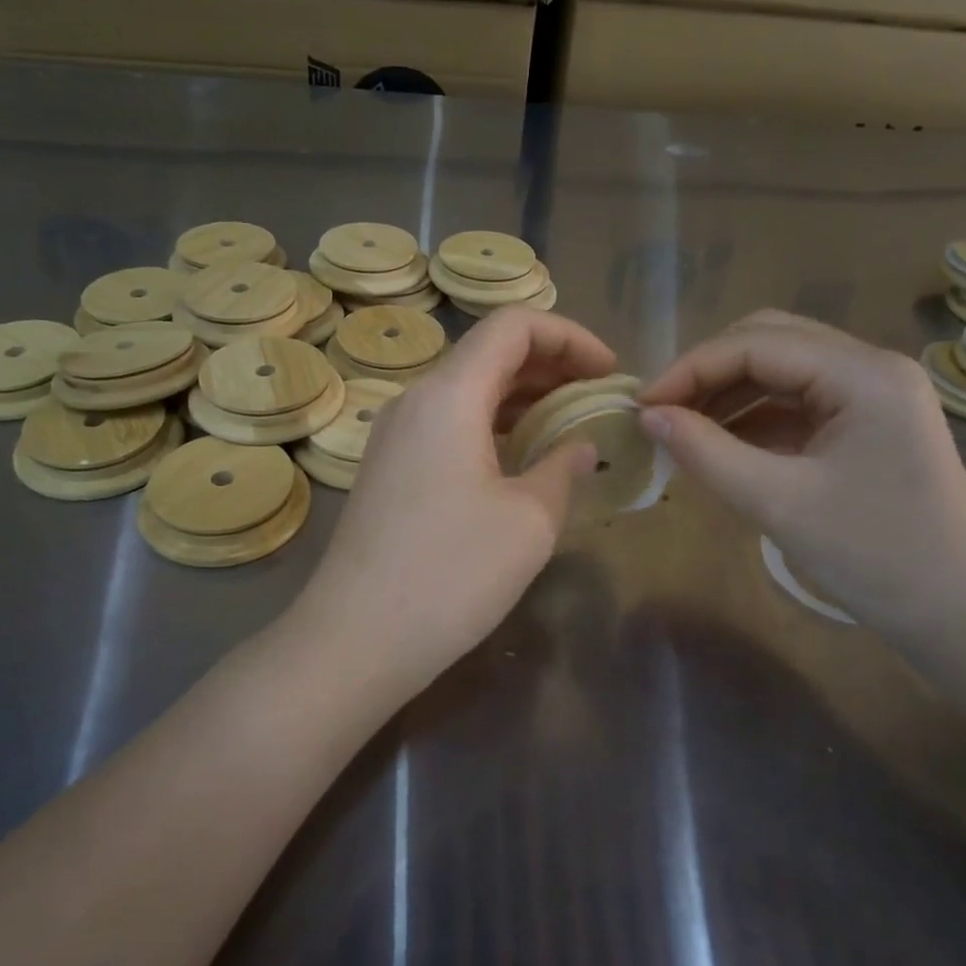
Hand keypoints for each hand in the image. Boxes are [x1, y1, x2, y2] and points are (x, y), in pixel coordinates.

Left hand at [294, 308, 614, 690]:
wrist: (356, 639)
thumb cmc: (451, 575)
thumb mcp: (529, 521)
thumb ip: (563, 469)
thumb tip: (581, 446)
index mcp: (449, 394)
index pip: (513, 326)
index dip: (569, 336)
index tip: (609, 373)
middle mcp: (416, 400)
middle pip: (489, 352)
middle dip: (551, 365)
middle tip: (597, 398)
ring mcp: (396, 434)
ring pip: (468, 389)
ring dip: (522, 396)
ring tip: (570, 424)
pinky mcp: (390, 467)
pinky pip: (449, 422)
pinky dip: (493, 424)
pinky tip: (522, 456)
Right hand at [638, 311, 965, 634]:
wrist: (960, 617)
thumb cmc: (874, 559)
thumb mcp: (778, 502)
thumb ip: (706, 451)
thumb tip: (647, 416)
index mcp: (864, 374)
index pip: (757, 344)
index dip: (691, 368)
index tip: (642, 405)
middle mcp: (872, 367)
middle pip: (770, 340)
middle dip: (708, 370)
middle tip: (661, 410)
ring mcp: (874, 393)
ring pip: (781, 368)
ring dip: (728, 391)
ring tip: (681, 426)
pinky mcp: (868, 422)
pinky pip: (797, 400)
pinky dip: (753, 415)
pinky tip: (719, 441)